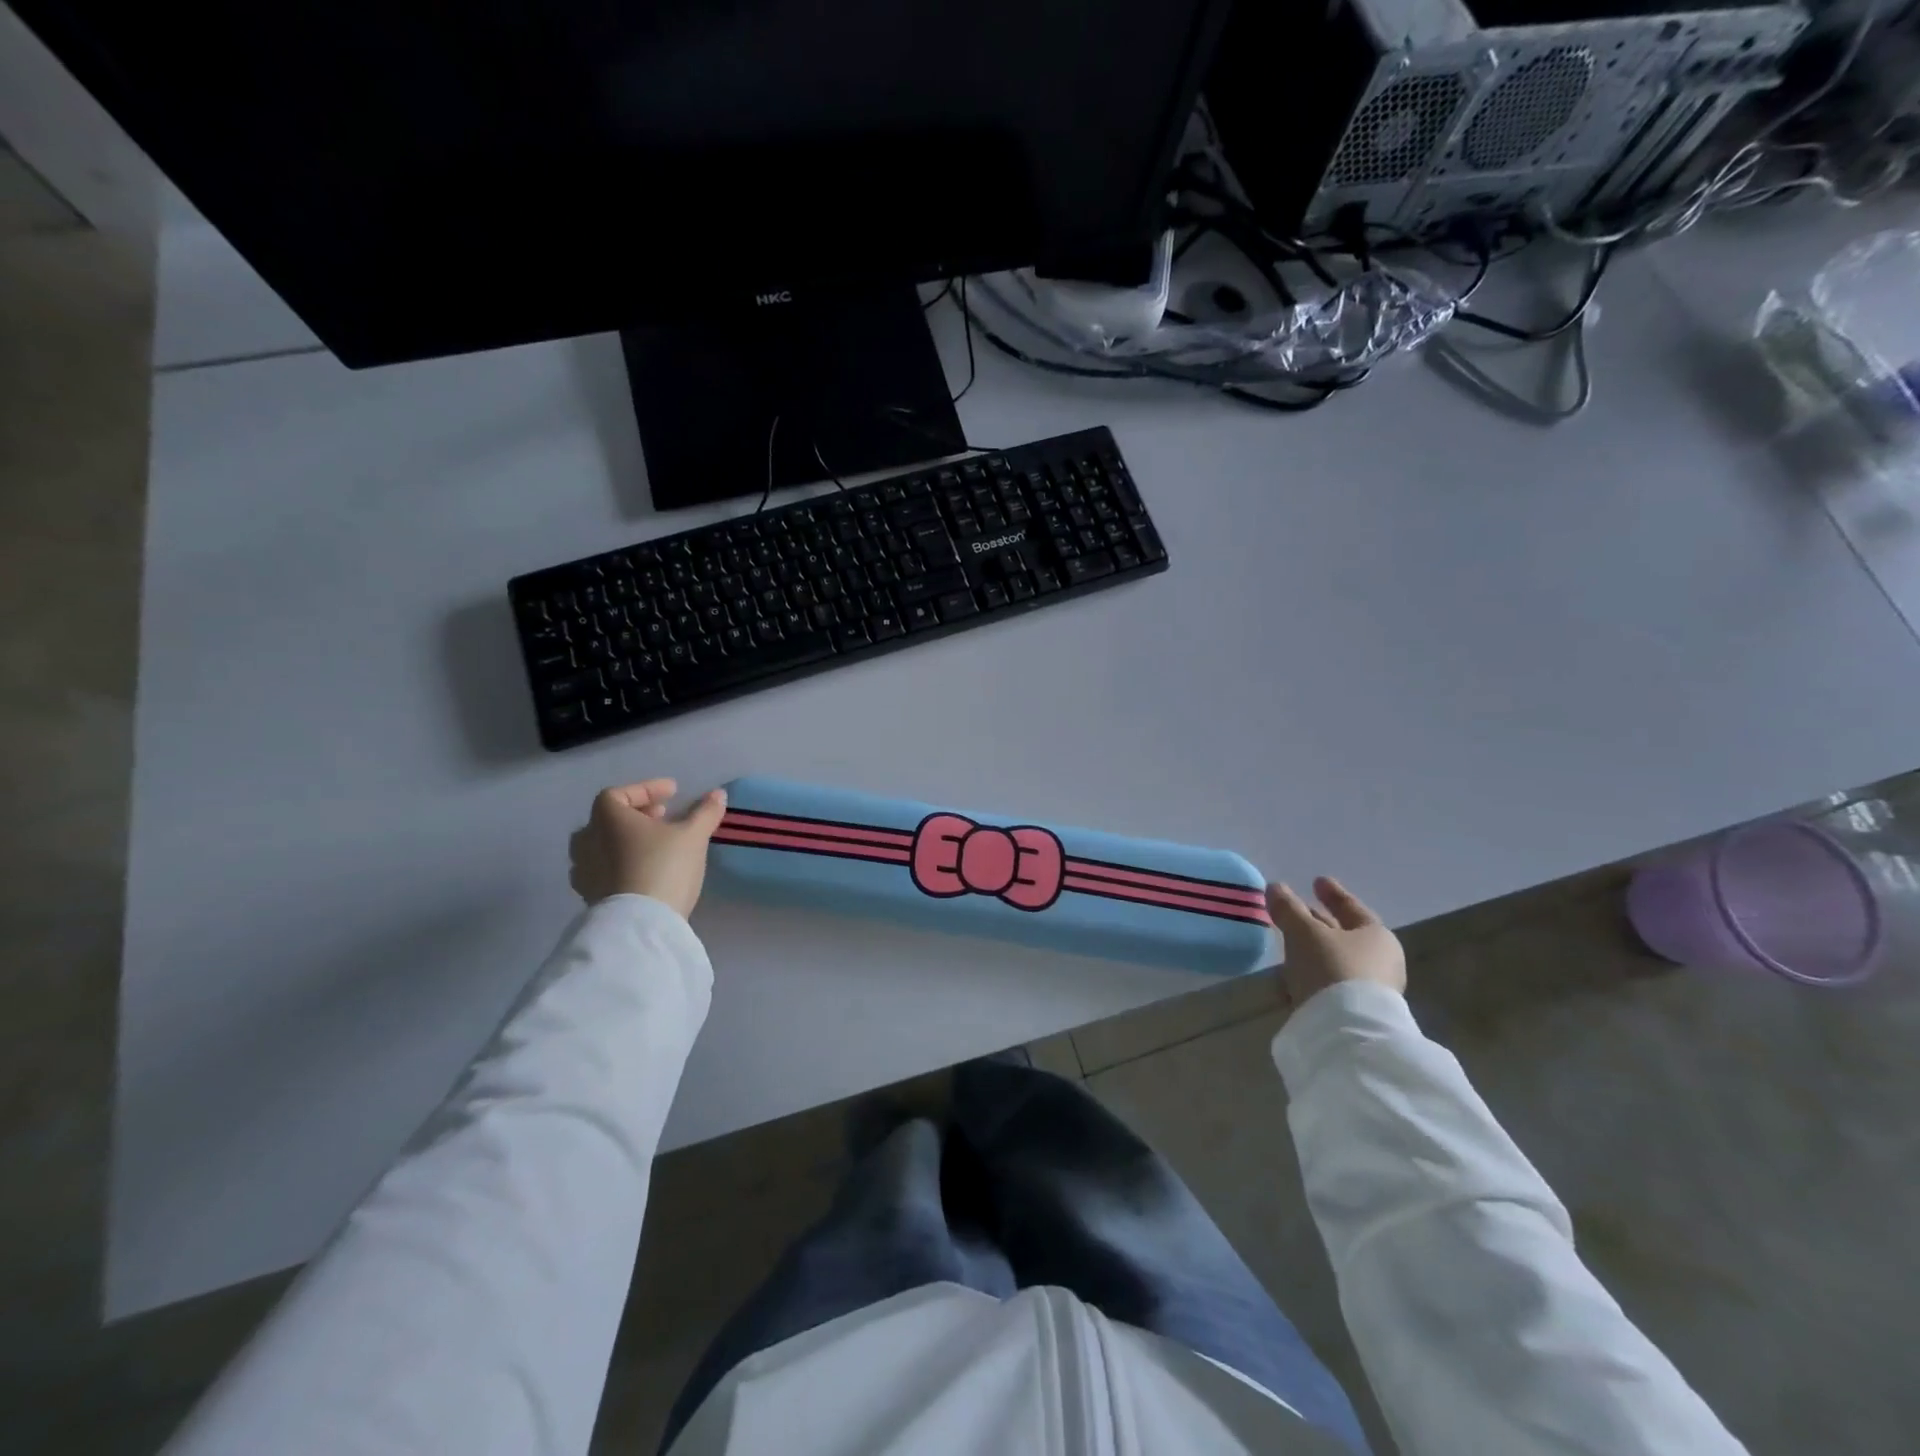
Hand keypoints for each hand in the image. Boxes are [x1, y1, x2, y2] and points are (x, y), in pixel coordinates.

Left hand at [569, 779, 727, 918]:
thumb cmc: (664, 867)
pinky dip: (620, 865)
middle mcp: (587, 841)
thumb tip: (718, 794)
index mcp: (607, 819)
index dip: (646, 789)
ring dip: (625, 842)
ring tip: (652, 846)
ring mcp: (584, 872)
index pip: (618, 794)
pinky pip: (603, 871)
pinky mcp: (590, 897)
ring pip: (602, 847)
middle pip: (606, 820)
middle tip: (662, 817)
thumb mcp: (693, 836)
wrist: (640, 924)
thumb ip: (705, 813)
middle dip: (635, 815)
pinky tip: (641, 872)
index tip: (672, 793)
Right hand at [1266, 877, 1405, 1007]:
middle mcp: (1380, 961)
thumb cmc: (1332, 968)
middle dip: (1318, 923)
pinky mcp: (1354, 1012)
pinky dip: (1312, 973)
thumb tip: (1275, 887)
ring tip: (1287, 943)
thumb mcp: (1304, 933)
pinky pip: (1329, 982)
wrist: (1347, 1032)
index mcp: (1377, 936)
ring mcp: (1370, 989)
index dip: (1332, 893)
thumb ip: (1289, 909)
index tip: (1317, 880)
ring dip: (1312, 950)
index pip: (1351, 907)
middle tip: (1297, 911)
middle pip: (1344, 934)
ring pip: (1335, 959)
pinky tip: (1291, 975)